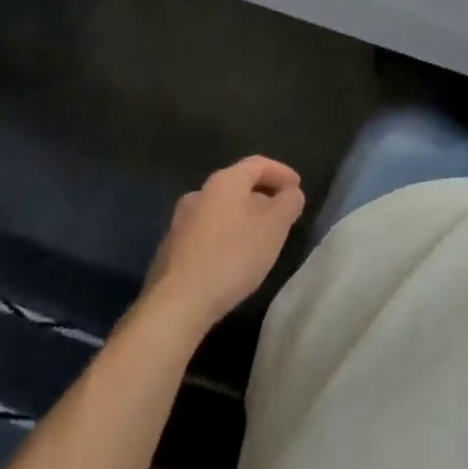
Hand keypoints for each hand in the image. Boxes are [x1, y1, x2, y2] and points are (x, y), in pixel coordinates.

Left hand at [143, 156, 305, 332]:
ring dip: (242, 218)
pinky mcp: (170, 250)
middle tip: (281, 215)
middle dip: (262, 197)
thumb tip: (290, 193)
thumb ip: (289, 202)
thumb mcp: (275, 226)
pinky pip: (205, 233)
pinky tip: (231, 260)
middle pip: (238, 186)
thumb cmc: (233, 256)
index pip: (258, 164)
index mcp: (225, 181)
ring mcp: (180, 222)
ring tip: (258, 240)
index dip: (282, 172)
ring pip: (220, 211)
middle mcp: (199, 193)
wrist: (176, 304)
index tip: (297, 188)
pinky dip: (224, 237)